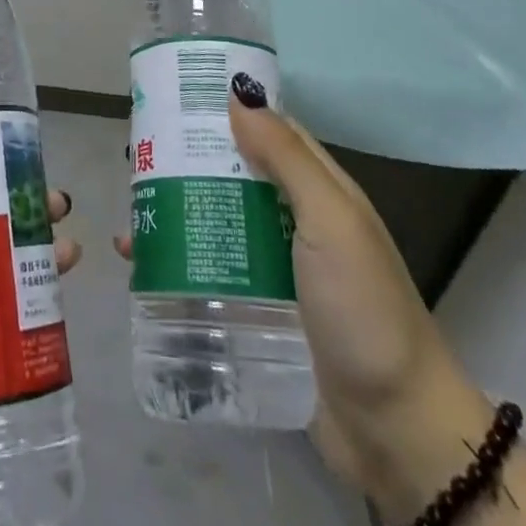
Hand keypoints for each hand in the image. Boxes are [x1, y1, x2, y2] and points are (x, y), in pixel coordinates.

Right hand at [113, 91, 488, 515]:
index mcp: (320, 190)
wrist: (395, 431)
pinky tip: (139, 263)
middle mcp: (296, 220)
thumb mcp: (330, 222)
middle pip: (235, 175)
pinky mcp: (257, 308)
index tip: (176, 95)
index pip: (269, 130)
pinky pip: (211, 269)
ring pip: (218, 221)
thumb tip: (237, 94)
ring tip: (130, 208)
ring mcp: (276, 267)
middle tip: (136, 154)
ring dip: (176, 210)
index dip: (228, 109)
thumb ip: (287, 158)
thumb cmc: (364, 311)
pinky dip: (177, 259)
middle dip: (189, 161)